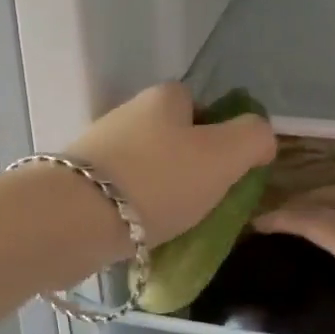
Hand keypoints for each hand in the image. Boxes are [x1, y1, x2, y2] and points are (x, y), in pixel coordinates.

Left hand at [65, 84, 276, 249]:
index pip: (199, 104)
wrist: (73, 219)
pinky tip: (143, 234)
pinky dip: (135, 210)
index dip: (218, 133)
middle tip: (205, 201)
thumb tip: (261, 137)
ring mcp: (99, 148)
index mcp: (164, 99)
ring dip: (162, 190)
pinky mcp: (77, 183)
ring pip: (146, 166)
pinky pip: (121, 193)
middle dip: (190, 166)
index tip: (226, 170)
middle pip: (172, 137)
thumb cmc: (158, 180)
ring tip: (175, 224)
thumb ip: (253, 138)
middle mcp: (128, 114)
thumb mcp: (224, 155)